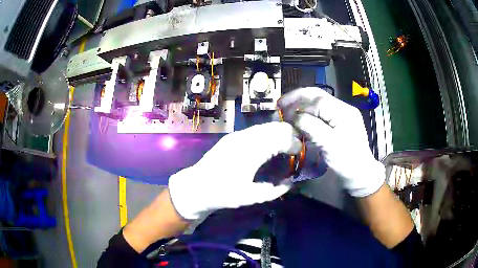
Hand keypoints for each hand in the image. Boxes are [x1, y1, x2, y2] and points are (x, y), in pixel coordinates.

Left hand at [168, 122, 300, 219]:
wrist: (196, 187)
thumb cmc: (223, 194)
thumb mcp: (251, 197)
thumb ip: (274, 190)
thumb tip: (290, 183)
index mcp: (252, 152)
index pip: (281, 139)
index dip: (294, 144)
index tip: (300, 152)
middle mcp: (246, 138)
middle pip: (274, 128)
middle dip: (289, 135)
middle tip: (295, 148)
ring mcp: (237, 135)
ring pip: (265, 126)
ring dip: (278, 133)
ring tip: (285, 145)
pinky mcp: (232, 137)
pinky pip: (255, 130)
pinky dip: (267, 134)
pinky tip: (268, 144)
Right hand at [278, 87, 384, 196]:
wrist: (361, 174)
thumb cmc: (347, 163)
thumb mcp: (330, 146)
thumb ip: (312, 128)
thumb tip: (294, 117)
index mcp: (344, 112)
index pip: (317, 101)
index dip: (298, 105)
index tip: (283, 114)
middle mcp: (343, 108)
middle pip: (317, 95)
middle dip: (297, 98)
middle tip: (280, 105)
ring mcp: (341, 114)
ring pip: (317, 102)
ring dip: (300, 104)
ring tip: (286, 110)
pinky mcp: (338, 121)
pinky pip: (320, 111)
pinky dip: (307, 112)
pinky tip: (298, 118)